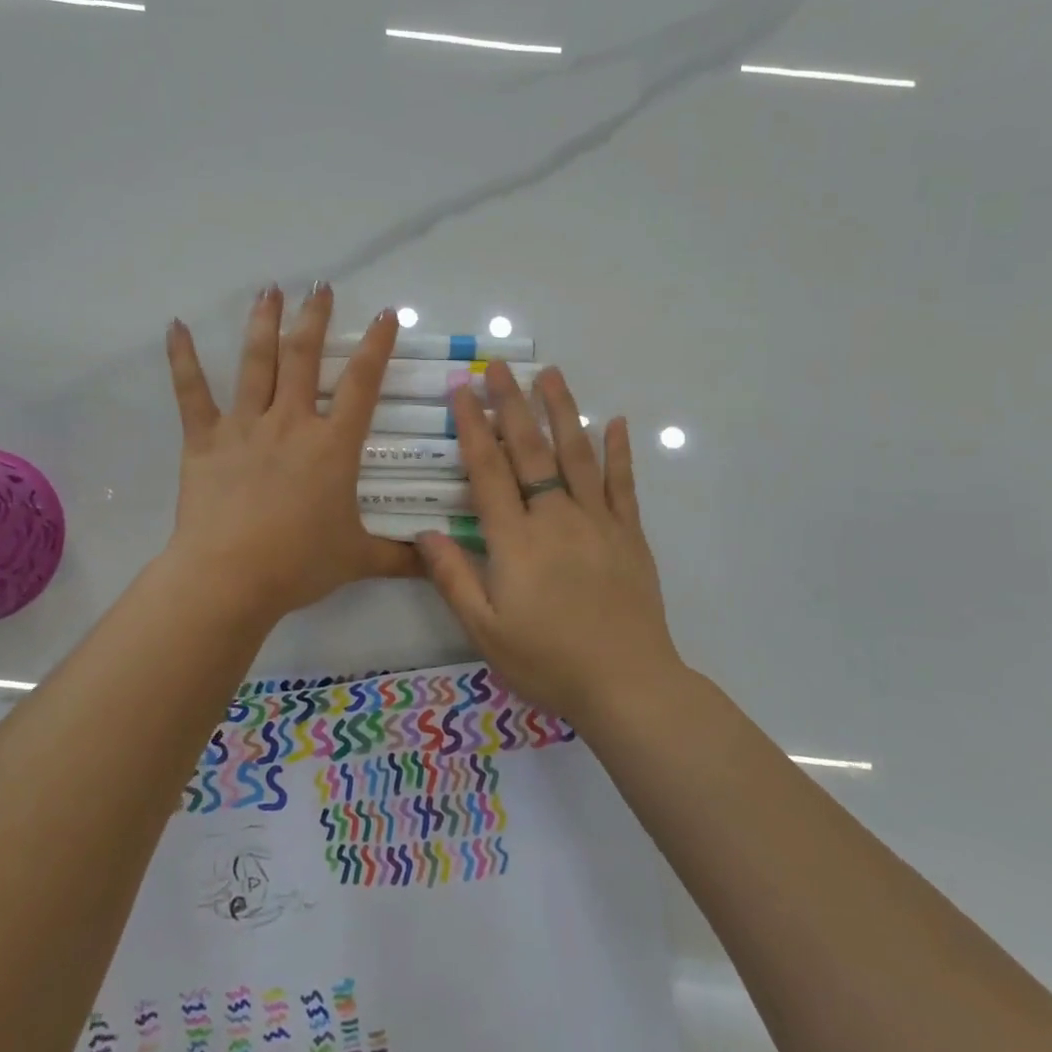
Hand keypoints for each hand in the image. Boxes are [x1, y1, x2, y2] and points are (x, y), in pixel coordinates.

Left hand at [163, 284, 419, 626]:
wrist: (230, 577)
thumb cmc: (298, 563)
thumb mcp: (357, 559)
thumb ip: (400, 558)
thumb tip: (439, 563)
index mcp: (332, 445)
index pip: (361, 383)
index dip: (376, 345)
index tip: (385, 314)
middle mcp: (291, 422)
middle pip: (304, 357)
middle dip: (314, 317)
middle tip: (319, 286)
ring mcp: (245, 426)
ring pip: (255, 363)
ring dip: (263, 323)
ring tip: (269, 290)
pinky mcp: (204, 439)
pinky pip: (192, 392)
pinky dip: (182, 358)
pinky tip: (175, 326)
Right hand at [415, 363, 683, 722]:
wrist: (627, 684)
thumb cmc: (548, 661)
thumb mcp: (485, 630)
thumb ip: (453, 578)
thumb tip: (422, 532)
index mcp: (516, 540)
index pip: (489, 471)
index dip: (473, 429)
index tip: (463, 392)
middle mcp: (556, 518)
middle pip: (531, 451)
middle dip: (511, 405)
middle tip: (499, 366)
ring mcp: (598, 521)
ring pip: (577, 454)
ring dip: (561, 411)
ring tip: (550, 374)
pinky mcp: (629, 534)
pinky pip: (623, 484)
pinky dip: (619, 451)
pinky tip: (616, 422)